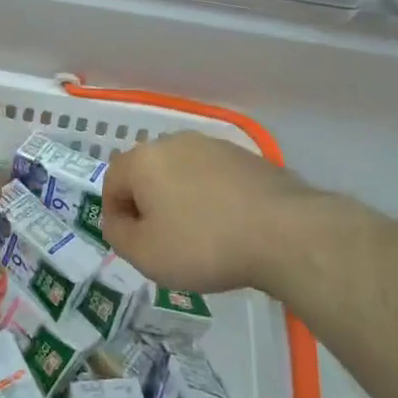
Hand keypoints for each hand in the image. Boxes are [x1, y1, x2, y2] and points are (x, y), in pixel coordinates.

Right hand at [101, 132, 326, 294]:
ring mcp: (213, 146)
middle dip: (149, 205)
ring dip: (181, 200)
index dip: (116, 216)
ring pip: (181, 174)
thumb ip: (118, 235)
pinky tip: (229, 226)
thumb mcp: (146, 255)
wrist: (284, 233)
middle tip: (165, 243)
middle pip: (147, 174)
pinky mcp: (245, 157)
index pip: (112, 183)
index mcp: (143, 159)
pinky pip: (213, 178)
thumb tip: (119, 220)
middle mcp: (174, 142)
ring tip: (200, 237)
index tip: (135, 245)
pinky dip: (212, 198)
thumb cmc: (204, 244)